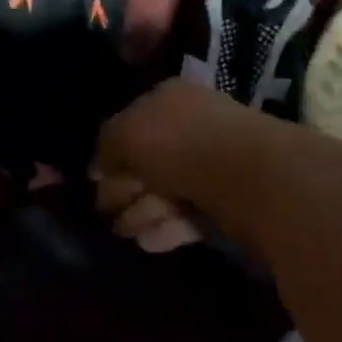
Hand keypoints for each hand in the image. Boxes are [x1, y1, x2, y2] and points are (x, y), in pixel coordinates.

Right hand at [94, 78, 243, 252]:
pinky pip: (188, 212)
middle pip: (148, 159)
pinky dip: (166, 226)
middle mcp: (191, 126)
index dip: (110, 151)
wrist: (248, 176)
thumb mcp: (126, 133)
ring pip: (167, 188)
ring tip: (121, 233)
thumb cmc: (179, 143)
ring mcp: (212, 163)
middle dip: (124, 187)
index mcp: (169, 99)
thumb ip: (106, 146)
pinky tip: (147, 242)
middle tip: (103, 211)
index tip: (94, 179)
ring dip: (141, 211)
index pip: (132, 121)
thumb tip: (99, 168)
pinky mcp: (228, 201)